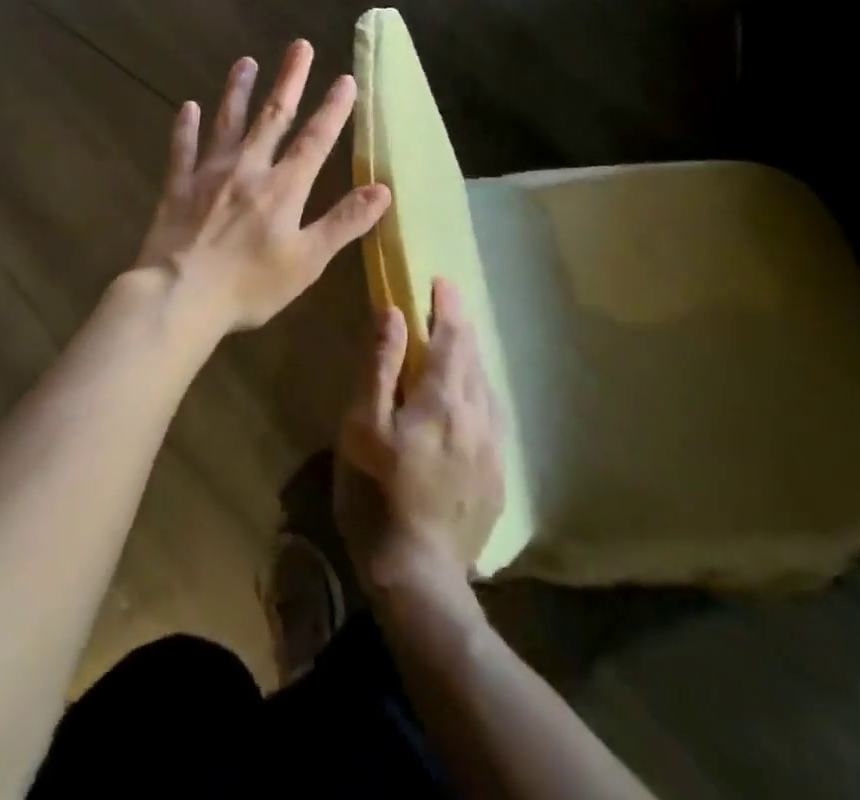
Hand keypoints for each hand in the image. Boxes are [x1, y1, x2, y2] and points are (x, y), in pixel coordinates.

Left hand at [133, 40, 391, 335]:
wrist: (179, 295)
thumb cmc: (249, 286)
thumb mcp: (307, 261)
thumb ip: (343, 223)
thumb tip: (383, 189)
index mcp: (282, 187)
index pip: (314, 140)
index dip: (332, 110)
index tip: (345, 78)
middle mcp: (247, 169)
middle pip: (272, 117)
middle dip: (289, 81)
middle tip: (299, 46)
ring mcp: (209, 174)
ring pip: (227, 123)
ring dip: (237, 91)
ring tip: (245, 62)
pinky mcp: (177, 187)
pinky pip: (182, 150)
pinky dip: (185, 128)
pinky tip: (187, 107)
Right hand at [335, 278, 504, 596]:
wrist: (418, 577)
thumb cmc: (376, 494)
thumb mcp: (362, 426)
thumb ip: (380, 366)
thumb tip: (393, 314)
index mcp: (444, 400)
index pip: (452, 338)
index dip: (447, 306)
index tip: (441, 281)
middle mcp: (478, 417)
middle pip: (474, 359)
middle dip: (460, 327)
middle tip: (446, 306)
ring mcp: (493, 451)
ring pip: (487, 388)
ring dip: (471, 361)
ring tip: (456, 348)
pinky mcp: (497, 478)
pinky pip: (492, 419)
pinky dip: (479, 394)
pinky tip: (468, 403)